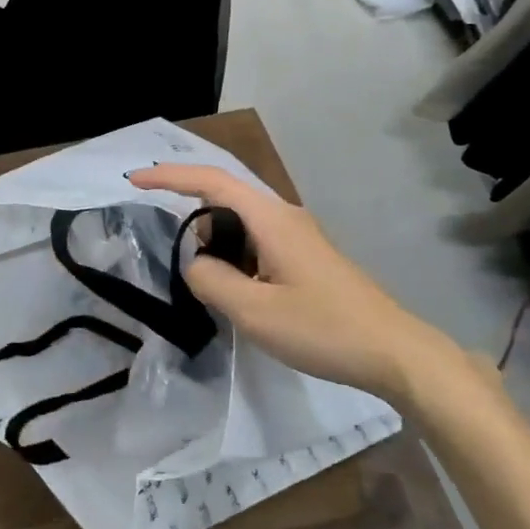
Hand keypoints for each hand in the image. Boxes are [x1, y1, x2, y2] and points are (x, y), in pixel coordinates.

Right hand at [129, 165, 469, 408]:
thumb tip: (194, 263)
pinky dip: (234, 254)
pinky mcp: (306, 257)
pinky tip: (234, 287)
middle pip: (225, 198)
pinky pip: (257, 242)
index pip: (211, 181)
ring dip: (214, 240)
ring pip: (241, 223)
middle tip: (171, 248)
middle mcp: (284, 216)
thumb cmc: (323, 328)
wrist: (395, 352)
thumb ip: (210, 280)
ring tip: (204, 277)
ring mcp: (299, 236)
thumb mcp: (253, 311)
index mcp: (270, 219)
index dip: (169, 176)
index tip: (134, 180)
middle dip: (191, 213)